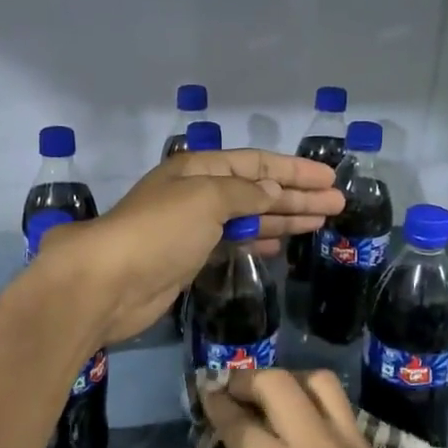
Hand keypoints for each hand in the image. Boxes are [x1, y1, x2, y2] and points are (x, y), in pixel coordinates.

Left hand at [41, 149, 341, 343]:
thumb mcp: (207, 199)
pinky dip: (259, 240)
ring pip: (249, 216)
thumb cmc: (160, 231)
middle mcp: (197, 192)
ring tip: (322, 220)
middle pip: (257, 189)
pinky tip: (281, 243)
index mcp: (198, 168)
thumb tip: (274, 192)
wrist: (110, 283)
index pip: (256, 164)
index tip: (330, 177)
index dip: (295, 170)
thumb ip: (245, 193)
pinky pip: (233, 242)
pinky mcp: (190, 258)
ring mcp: (193, 227)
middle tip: (338, 203)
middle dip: (298, 195)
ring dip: (284, 217)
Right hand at [200, 370, 436, 447]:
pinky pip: (341, 408)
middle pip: (276, 383)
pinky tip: (306, 421)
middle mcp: (313, 447)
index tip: (207, 392)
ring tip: (274, 395)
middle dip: (247, 379)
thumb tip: (242, 447)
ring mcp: (349, 445)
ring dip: (288, 380)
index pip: (238, 420)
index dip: (217, 402)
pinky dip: (316, 404)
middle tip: (235, 388)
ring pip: (317, 381)